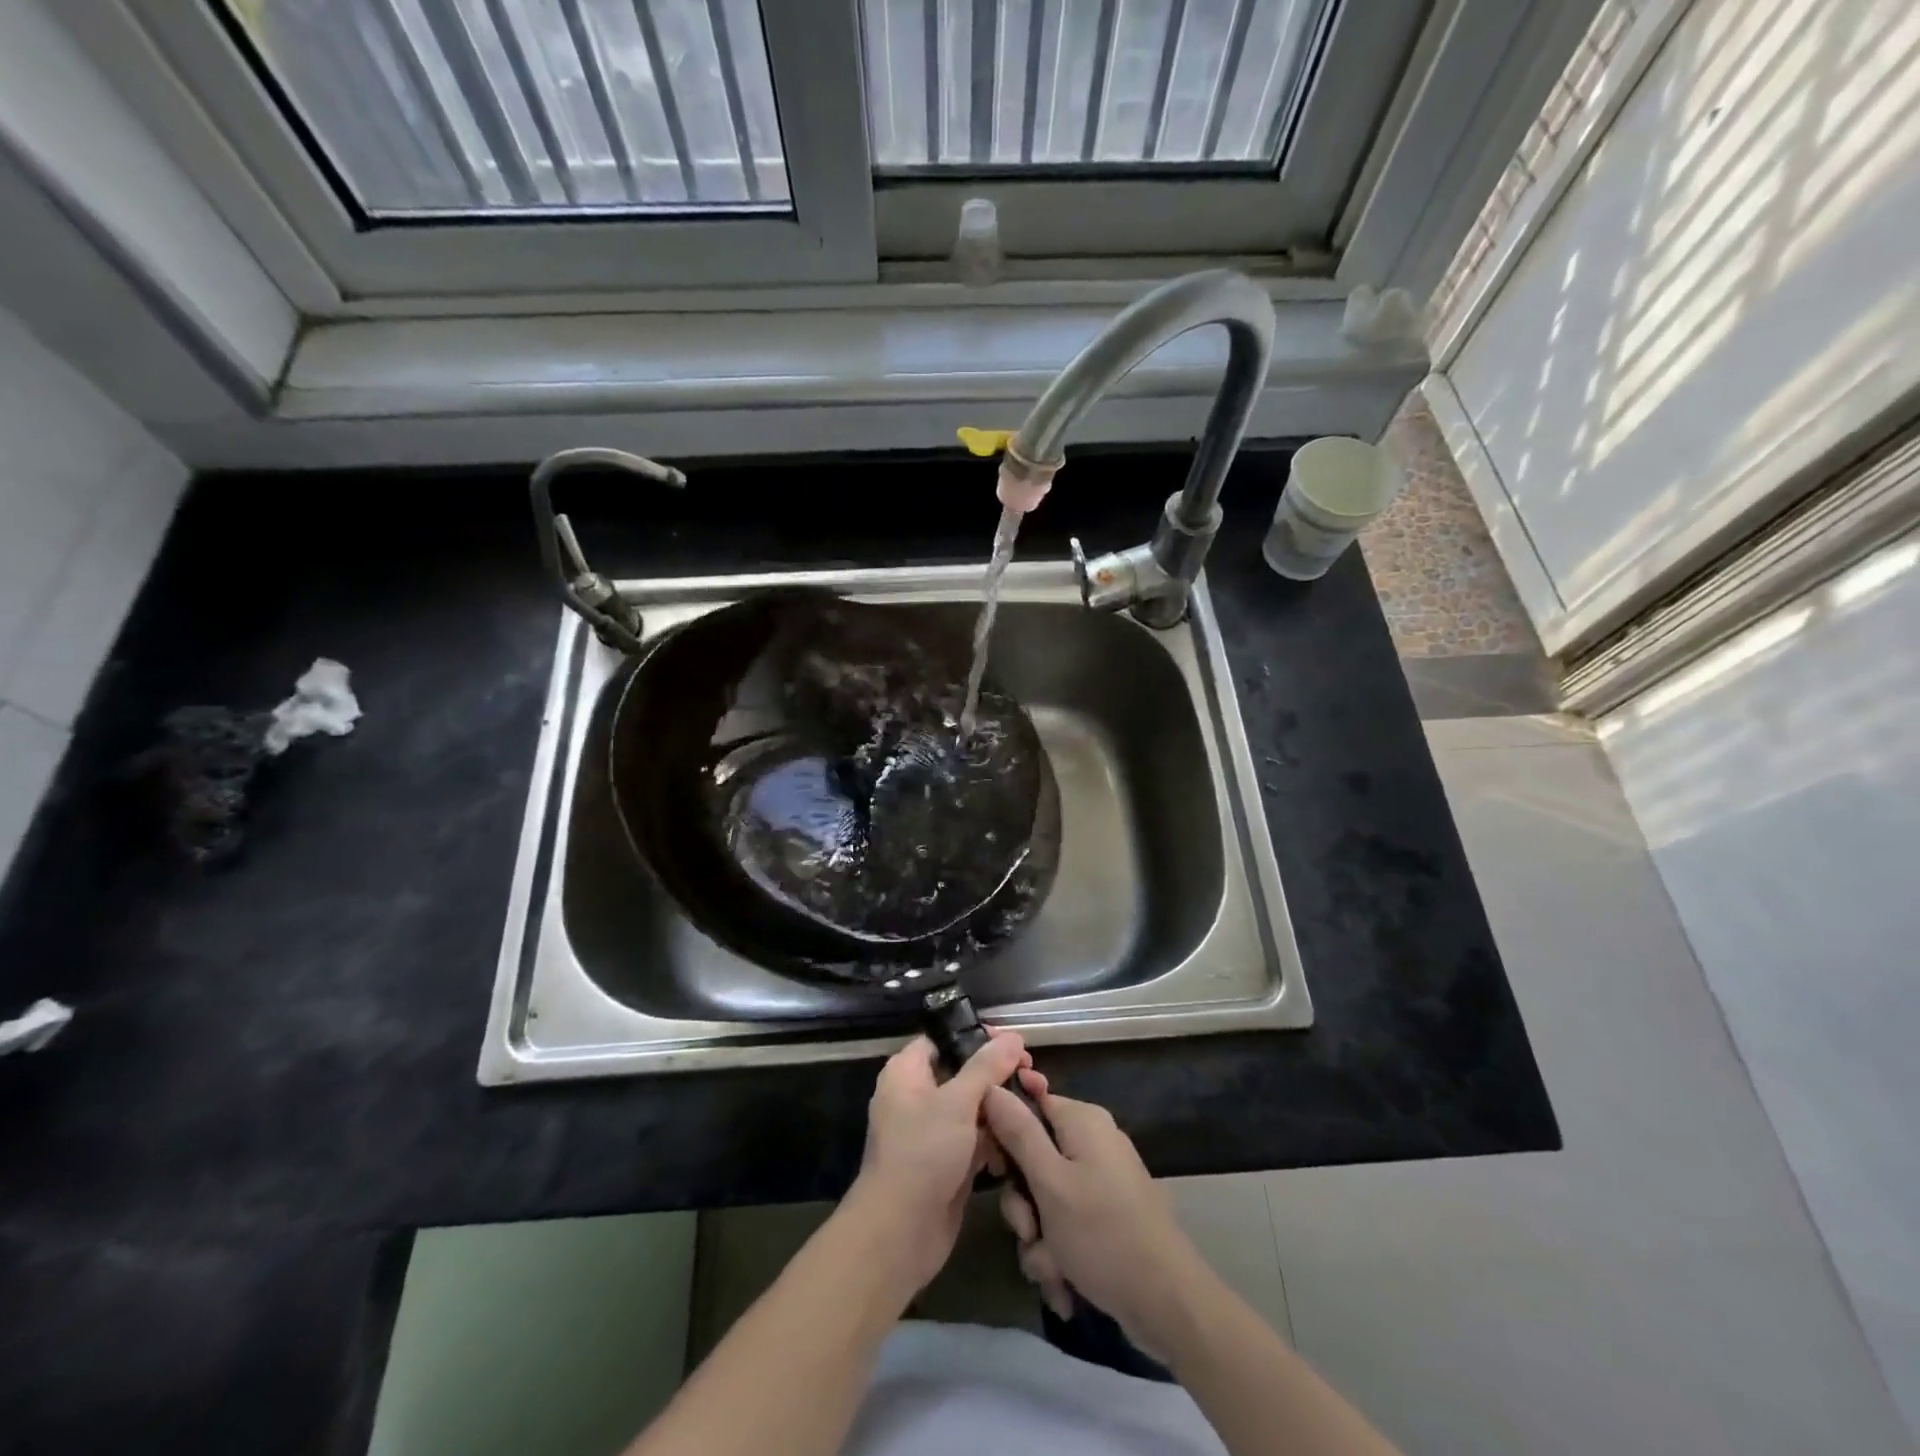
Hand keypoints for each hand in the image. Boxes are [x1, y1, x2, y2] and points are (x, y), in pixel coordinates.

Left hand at [845, 1030, 1042, 1292]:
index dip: (977, 1037)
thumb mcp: (957, 1102)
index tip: (1013, 1042)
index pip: (944, 1039)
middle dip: (997, 1075)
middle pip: (963, 1072)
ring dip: (1001, 1107)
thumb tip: (1013, 1037)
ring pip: (972, 1107)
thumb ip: (986, 1067)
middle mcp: (917, 1096)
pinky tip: (1020, 1139)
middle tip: (1032, 1076)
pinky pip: (975, 1138)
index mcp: (907, 1072)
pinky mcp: (947, 1162)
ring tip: (1035, 1102)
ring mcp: (932, 1131)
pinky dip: (995, 1138)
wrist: (900, 1233)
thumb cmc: (922, 1153)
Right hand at [984, 1082, 1207, 1350]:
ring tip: (1052, 1270)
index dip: (1005, 1134)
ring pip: (1046, 1200)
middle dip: (1024, 1205)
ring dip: (1040, 1239)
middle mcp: (1092, 1142)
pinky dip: (1060, 1254)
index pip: (1028, 1104)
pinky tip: (1065, 1286)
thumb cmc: (1103, 1233)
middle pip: (1033, 1159)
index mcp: (1082, 1121)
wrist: (1167, 1303)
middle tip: (1029, 1231)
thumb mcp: (1050, 1183)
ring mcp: (1102, 1180)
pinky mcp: (1107, 1215)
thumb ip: (1018, 1132)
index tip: (995, 1168)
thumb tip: (991, 1086)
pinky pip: (1067, 1224)